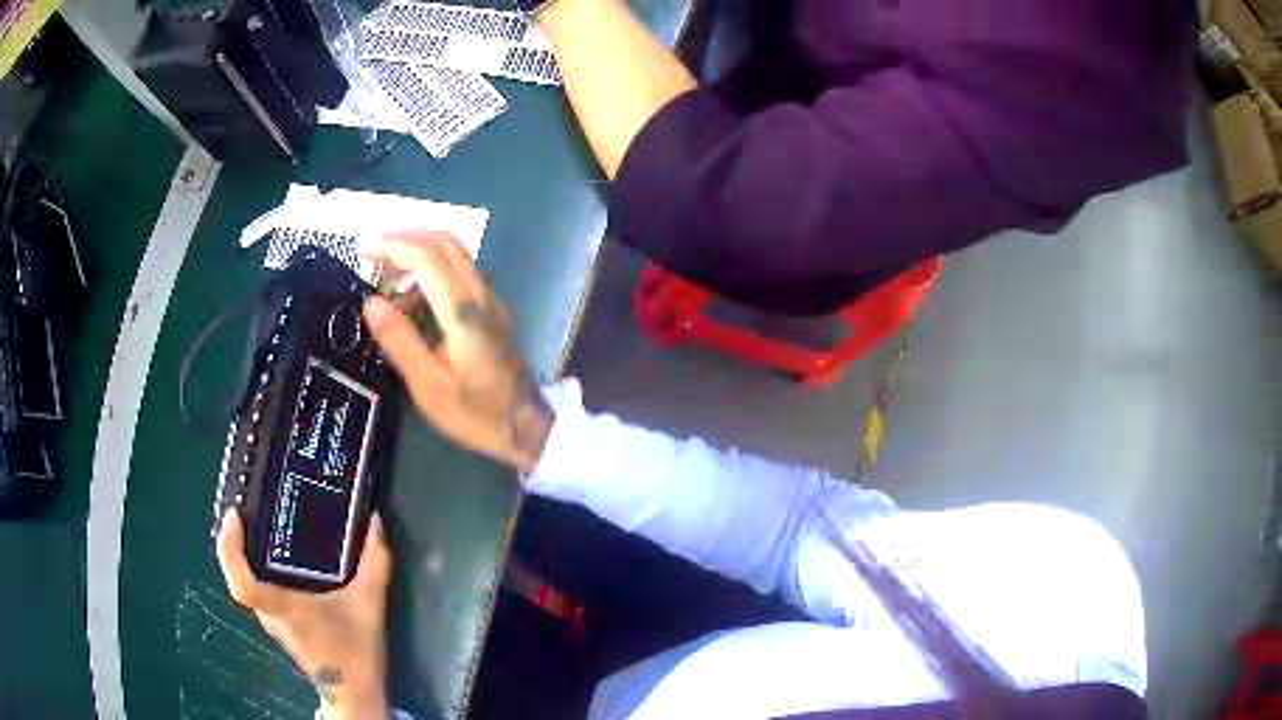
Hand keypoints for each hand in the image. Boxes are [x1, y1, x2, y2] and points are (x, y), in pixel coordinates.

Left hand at [216, 509, 391, 719]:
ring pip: (244, 581)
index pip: (244, 585)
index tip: (234, 516)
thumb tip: (374, 521)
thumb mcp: (370, 605)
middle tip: (245, 505)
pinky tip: (272, 552)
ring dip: (240, 552)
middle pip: (236, 576)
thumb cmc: (356, 652)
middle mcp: (270, 613)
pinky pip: (255, 587)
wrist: (353, 693)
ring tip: (255, 520)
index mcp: (286, 609)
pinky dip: (253, 566)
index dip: (230, 550)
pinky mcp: (276, 622)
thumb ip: (375, 563)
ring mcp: (270, 619)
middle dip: (232, 540)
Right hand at [360, 231, 553, 474]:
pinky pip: (461, 274)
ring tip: (386, 285)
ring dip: (419, 257)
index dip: (393, 246)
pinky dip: (432, 273)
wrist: (527, 426)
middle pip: (445, 243)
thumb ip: (400, 340)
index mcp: (463, 311)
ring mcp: (491, 300)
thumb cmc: (476, 413)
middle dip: (406, 240)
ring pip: (455, 256)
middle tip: (374, 258)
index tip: (363, 252)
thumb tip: (371, 301)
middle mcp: (481, 294)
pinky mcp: (493, 310)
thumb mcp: (428, 386)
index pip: (427, 256)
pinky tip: (412, 303)